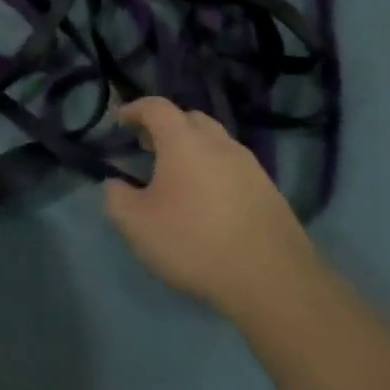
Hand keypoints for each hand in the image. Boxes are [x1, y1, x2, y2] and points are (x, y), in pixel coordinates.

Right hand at [104, 97, 316, 321]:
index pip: (156, 107)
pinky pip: (234, 167)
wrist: (273, 281)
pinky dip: (215, 172)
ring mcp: (250, 166)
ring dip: (193, 149)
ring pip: (215, 143)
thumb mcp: (136, 225)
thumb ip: (116, 198)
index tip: (120, 122)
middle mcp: (219, 142)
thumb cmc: (195, 243)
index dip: (135, 109)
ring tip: (178, 177)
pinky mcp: (270, 191)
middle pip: (189, 119)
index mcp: (184, 140)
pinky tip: (208, 202)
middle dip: (166, 127)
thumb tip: (116, 184)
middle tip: (148, 148)